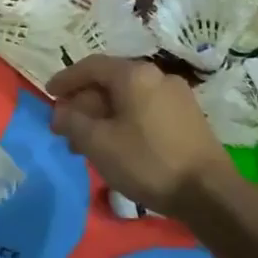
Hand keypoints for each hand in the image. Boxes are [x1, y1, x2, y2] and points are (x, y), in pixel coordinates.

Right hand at [46, 56, 228, 214]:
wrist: (209, 192)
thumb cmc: (147, 162)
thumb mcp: (99, 143)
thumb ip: (73, 122)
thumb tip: (61, 111)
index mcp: (135, 75)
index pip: (91, 66)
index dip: (66, 79)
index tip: (48, 94)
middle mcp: (158, 76)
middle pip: (110, 82)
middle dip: (84, 103)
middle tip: (65, 128)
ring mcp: (177, 95)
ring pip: (128, 98)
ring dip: (103, 115)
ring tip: (87, 143)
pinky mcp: (188, 116)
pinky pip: (146, 109)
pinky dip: (124, 121)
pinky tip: (117, 145)